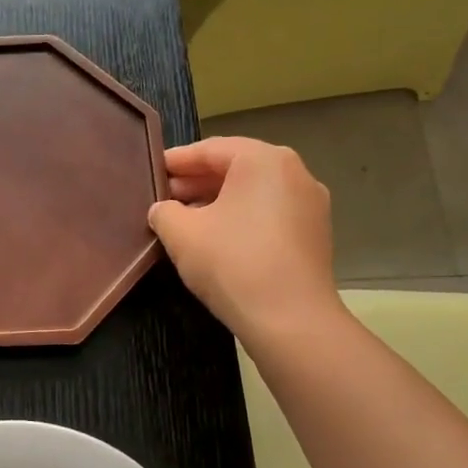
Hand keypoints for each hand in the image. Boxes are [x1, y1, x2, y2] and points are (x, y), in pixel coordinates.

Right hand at [148, 137, 344, 342]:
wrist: (289, 319)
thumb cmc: (232, 263)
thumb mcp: (181, 234)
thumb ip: (165, 212)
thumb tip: (164, 209)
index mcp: (263, 160)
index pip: (211, 149)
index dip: (177, 161)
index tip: (153, 171)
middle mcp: (294, 173)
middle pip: (236, 168)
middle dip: (197, 181)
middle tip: (165, 198)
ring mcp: (310, 204)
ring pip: (253, 192)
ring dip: (218, 201)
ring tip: (186, 220)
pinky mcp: (314, 235)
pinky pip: (269, 214)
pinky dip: (241, 218)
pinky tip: (216, 240)